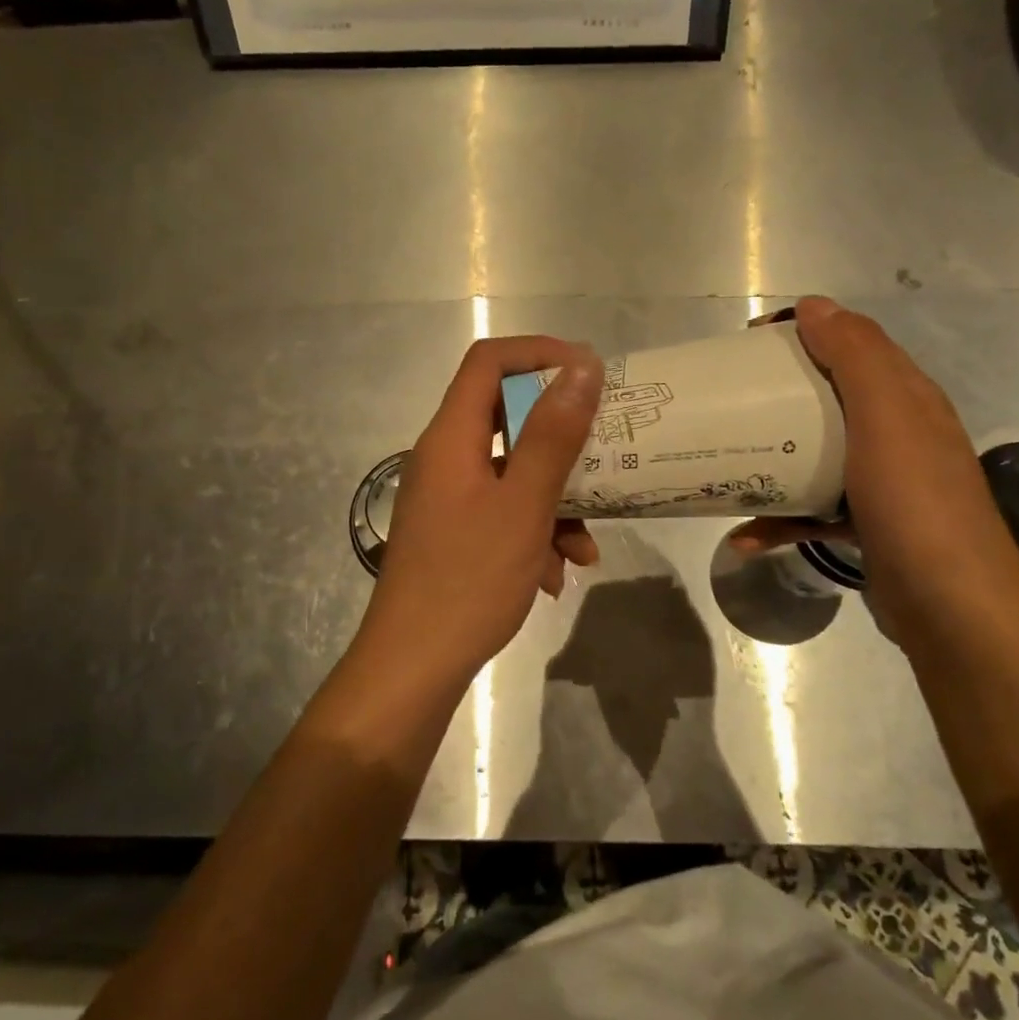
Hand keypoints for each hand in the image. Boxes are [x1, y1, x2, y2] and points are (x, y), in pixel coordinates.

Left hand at [364, 336, 603, 675]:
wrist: (413, 666)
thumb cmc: (470, 580)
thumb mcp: (523, 505)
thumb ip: (553, 434)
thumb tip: (582, 366)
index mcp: (451, 438)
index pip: (488, 362)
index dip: (538, 353)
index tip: (588, 371)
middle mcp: (444, 458)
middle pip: (505, 417)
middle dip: (561, 437)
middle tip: (605, 447)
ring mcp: (448, 498)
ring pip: (512, 473)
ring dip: (555, 500)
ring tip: (586, 545)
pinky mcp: (454, 532)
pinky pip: (502, 512)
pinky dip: (535, 532)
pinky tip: (557, 576)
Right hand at [733, 297, 1018, 646]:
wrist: (952, 606)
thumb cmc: (914, 501)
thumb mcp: (887, 416)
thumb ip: (855, 356)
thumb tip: (814, 305)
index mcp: (905, 397)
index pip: (853, 343)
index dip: (804, 332)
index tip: (750, 344)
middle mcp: (897, 433)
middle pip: (828, 397)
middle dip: (778, 393)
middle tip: (729, 399)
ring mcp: (883, 483)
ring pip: (817, 453)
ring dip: (773, 456)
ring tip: (726, 461)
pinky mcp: (867, 525)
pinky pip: (813, 509)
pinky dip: (779, 518)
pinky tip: (744, 537)